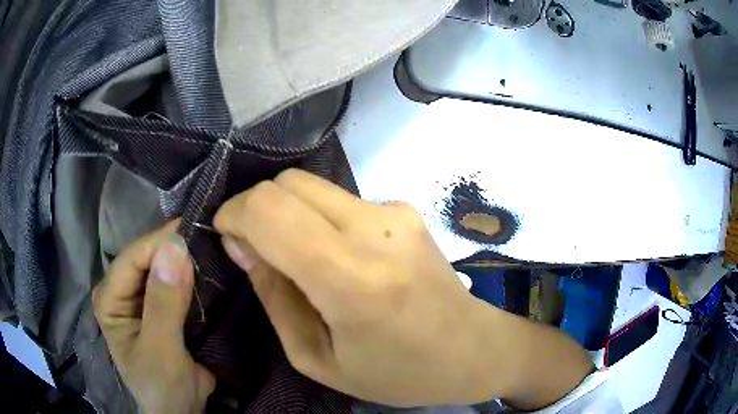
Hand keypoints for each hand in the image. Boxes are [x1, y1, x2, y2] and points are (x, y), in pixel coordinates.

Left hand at [93, 222, 215, 413]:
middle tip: (208, 235)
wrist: (180, 411)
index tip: (194, 229)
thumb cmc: (162, 385)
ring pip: (163, 267)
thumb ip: (163, 304)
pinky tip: (209, 266)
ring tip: (212, 244)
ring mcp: (142, 298)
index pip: (132, 258)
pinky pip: (176, 282)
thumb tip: (175, 249)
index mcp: (110, 298)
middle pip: (147, 258)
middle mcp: (122, 291)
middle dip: (174, 248)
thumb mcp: (161, 350)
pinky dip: (192, 275)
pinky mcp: (161, 306)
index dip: (160, 242)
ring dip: (185, 259)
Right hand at [213, 169, 509, 406]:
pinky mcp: (405, 208)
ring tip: (292, 255)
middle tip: (251, 245)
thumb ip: (273, 295)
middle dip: (255, 207)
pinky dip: (317, 218)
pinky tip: (332, 254)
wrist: (472, 349)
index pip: (269, 210)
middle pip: (287, 183)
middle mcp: (375, 229)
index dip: (234, 213)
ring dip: (286, 212)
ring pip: (311, 185)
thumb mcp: (317, 357)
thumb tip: (240, 244)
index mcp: (352, 279)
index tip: (225, 233)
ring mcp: (395, 212)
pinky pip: (340, 199)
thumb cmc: (396, 372)